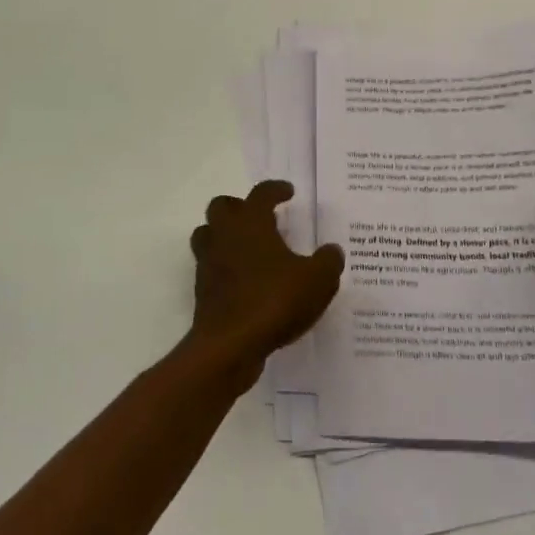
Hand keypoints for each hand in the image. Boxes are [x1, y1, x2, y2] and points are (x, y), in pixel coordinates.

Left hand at [188, 181, 343, 379]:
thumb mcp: (317, 280)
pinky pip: (212, 267)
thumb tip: (332, 250)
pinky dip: (225, 268)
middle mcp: (225, 235)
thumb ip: (328, 261)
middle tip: (261, 219)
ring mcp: (209, 262)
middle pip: (222, 207)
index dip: (276, 189)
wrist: (230, 345)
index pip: (261, 193)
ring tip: (250, 248)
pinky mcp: (203, 290)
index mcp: (250, 222)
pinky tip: (247, 282)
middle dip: (240, 207)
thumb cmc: (274, 300)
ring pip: (209, 235)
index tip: (288, 192)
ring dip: (225, 236)